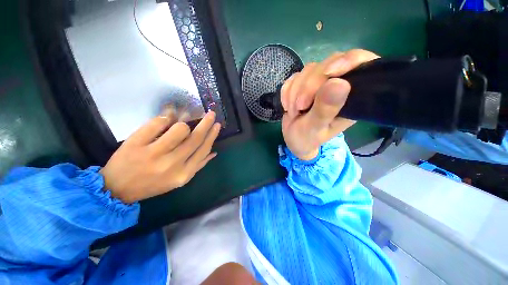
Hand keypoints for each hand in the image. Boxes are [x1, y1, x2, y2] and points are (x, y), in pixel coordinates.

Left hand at [100, 111, 220, 202]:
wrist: (116, 188)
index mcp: (184, 173)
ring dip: (183, 123)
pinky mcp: (136, 143)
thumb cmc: (152, 184)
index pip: (203, 150)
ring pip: (180, 129)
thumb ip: (198, 165)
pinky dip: (165, 116)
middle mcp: (172, 164)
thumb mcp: (179, 179)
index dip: (212, 135)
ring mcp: (153, 153)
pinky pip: (158, 122)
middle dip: (206, 123)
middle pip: (195, 138)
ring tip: (180, 123)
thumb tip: (214, 152)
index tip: (217, 125)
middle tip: (211, 114)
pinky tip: (167, 117)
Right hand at [281, 49, 378, 159]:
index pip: (362, 64)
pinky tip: (287, 106)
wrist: (293, 139)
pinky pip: (294, 77)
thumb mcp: (315, 129)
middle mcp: (339, 86)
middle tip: (300, 107)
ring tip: (293, 112)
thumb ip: (325, 109)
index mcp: (351, 98)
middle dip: (309, 86)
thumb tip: (339, 83)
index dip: (348, 61)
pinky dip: (287, 91)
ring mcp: (320, 83)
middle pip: (329, 64)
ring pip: (309, 70)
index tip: (328, 73)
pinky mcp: (304, 83)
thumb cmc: (307, 138)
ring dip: (295, 92)